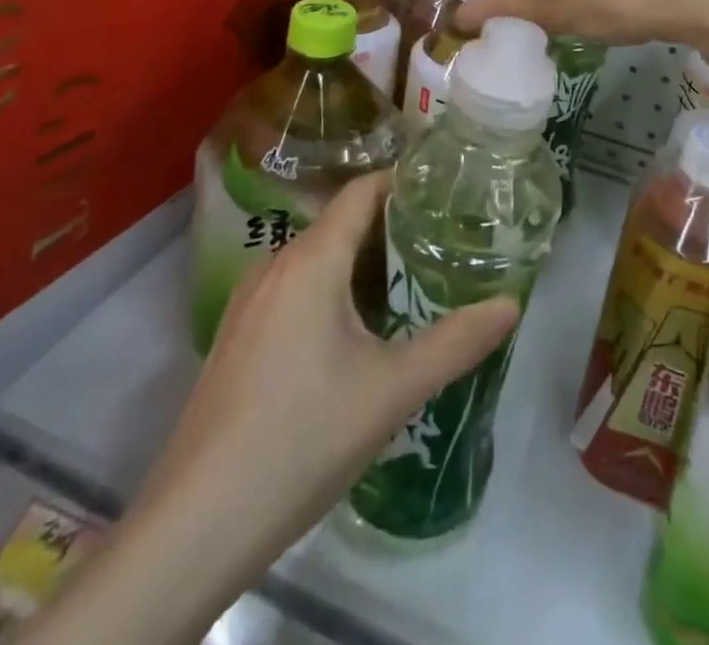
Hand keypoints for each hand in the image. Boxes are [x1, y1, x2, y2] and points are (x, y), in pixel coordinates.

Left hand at [145, 170, 515, 578]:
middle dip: (393, 230)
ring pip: (317, 260)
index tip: (448, 193)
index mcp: (311, 259)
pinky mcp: (236, 336)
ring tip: (410, 286)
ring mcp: (248, 301)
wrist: (197, 524)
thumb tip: (511, 303)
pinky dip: (332, 292)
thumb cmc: (302, 438)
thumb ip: (457, 342)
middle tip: (444, 246)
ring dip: (362, 265)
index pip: (362, 191)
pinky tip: (356, 335)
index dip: (405, 183)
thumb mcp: (392, 390)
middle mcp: (275, 264)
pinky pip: (294, 290)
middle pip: (342, 224)